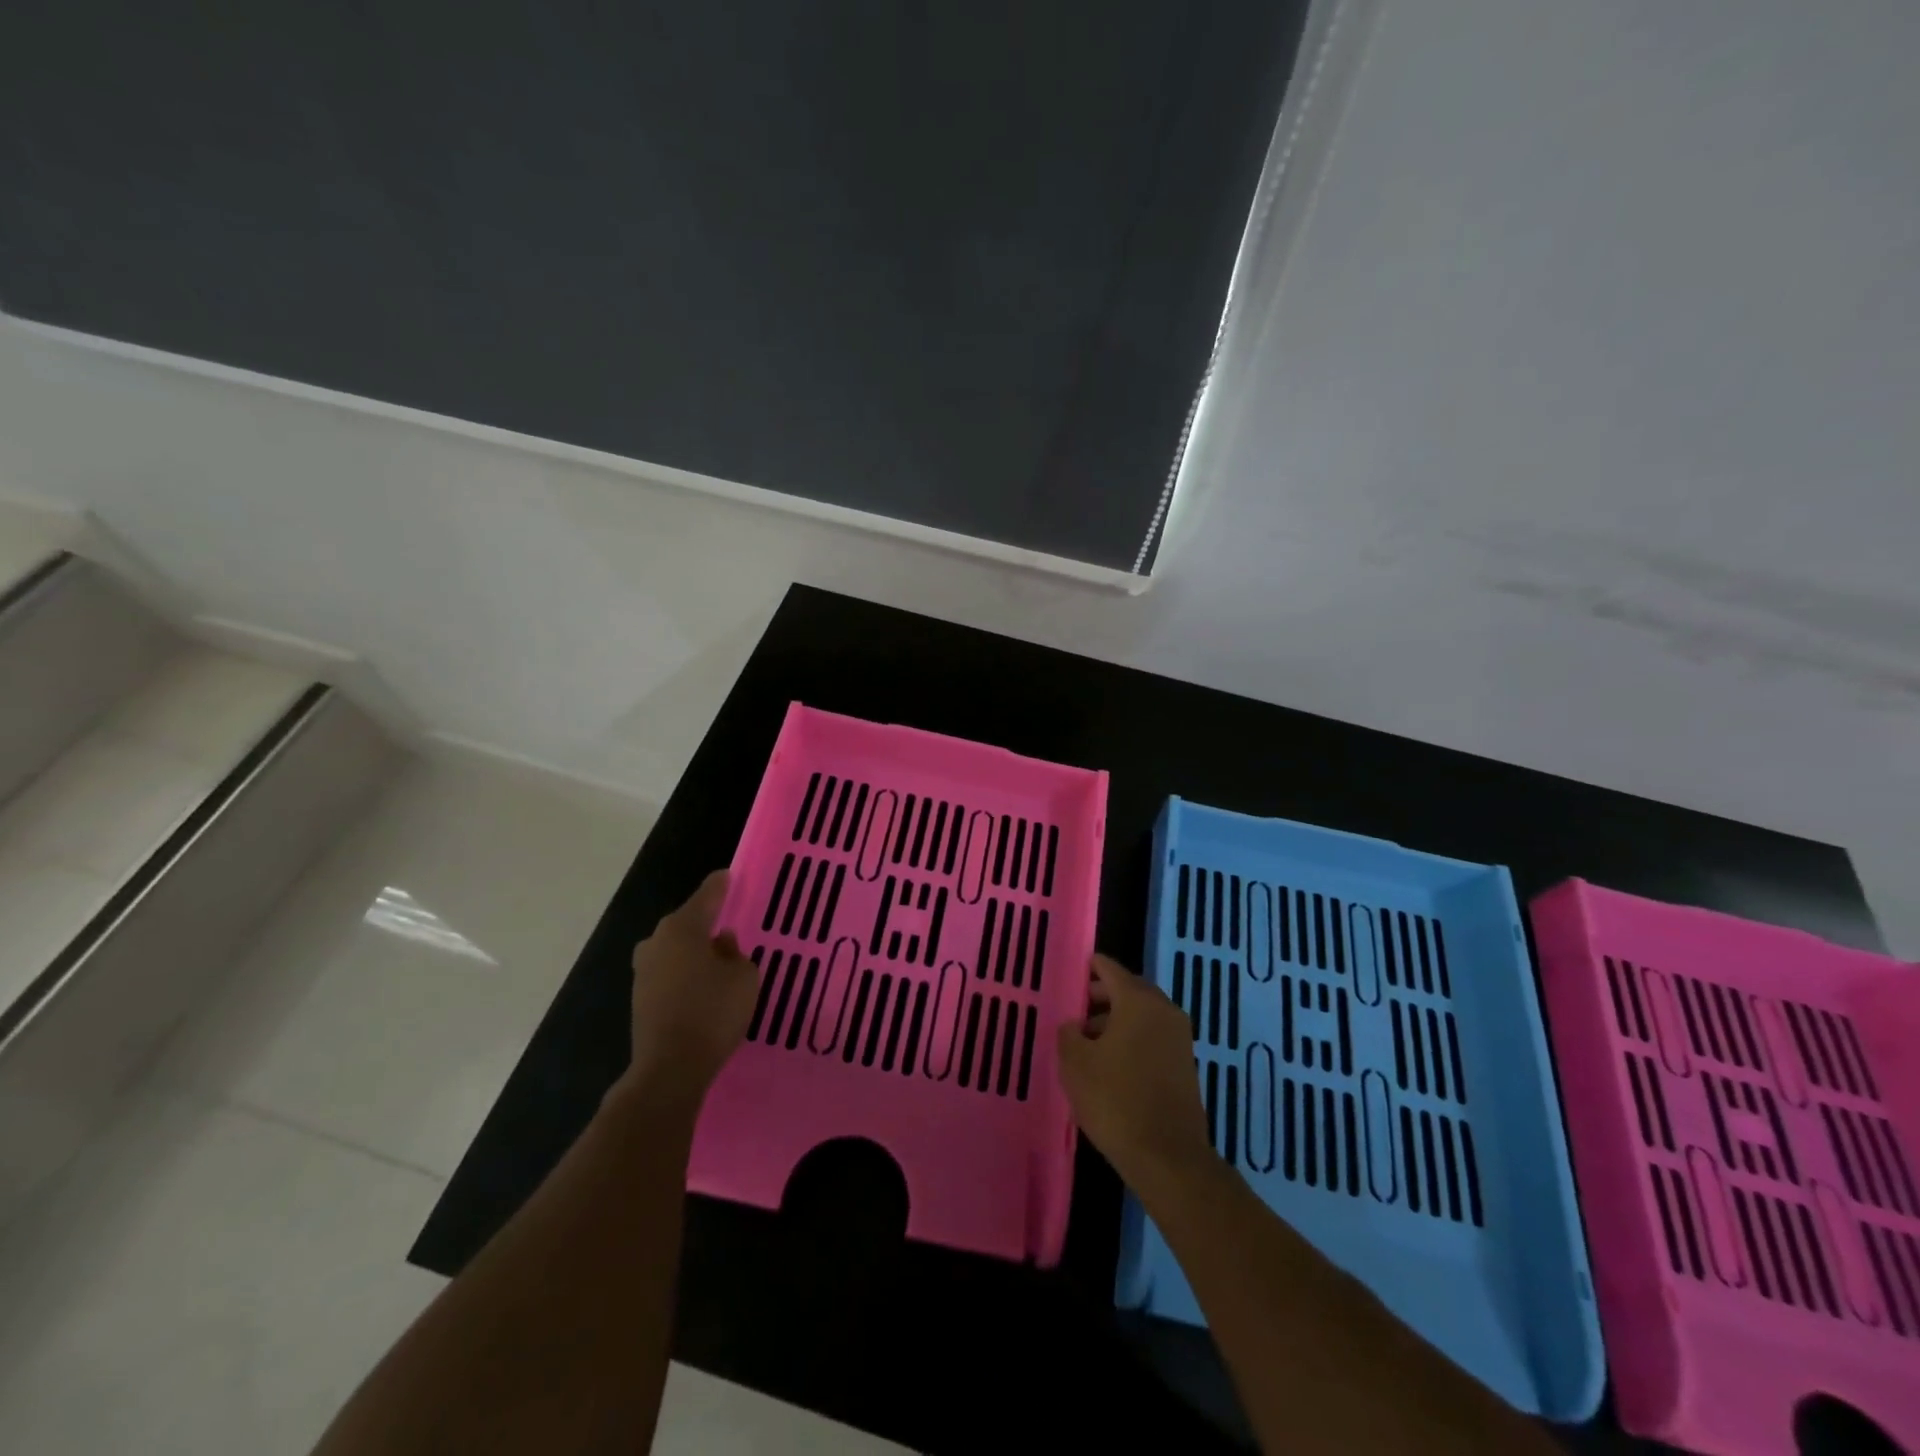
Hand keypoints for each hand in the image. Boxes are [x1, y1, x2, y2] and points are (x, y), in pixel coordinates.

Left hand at [619, 871, 759, 1108]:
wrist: (670, 1068)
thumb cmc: (713, 1012)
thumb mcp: (743, 977)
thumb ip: (735, 953)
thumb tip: (720, 944)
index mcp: (682, 927)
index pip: (707, 895)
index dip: (721, 885)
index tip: (729, 875)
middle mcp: (657, 941)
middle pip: (687, 922)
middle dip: (707, 921)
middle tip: (730, 922)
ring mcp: (643, 970)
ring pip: (675, 949)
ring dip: (694, 950)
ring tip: (719, 958)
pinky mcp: (640, 997)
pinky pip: (669, 972)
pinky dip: (685, 973)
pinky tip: (703, 985)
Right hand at [1057, 954, 1214, 1191]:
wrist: (1167, 1156)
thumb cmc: (1115, 1099)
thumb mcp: (1076, 1064)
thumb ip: (1069, 1034)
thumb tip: (1075, 1025)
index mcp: (1138, 1001)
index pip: (1110, 969)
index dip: (1090, 968)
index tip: (1072, 973)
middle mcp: (1164, 1010)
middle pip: (1129, 990)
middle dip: (1102, 996)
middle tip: (1075, 1009)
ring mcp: (1179, 1038)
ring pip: (1142, 1016)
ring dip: (1116, 1021)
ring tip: (1087, 1041)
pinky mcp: (1185, 1065)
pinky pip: (1153, 1037)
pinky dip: (1132, 1039)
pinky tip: (1110, 1063)